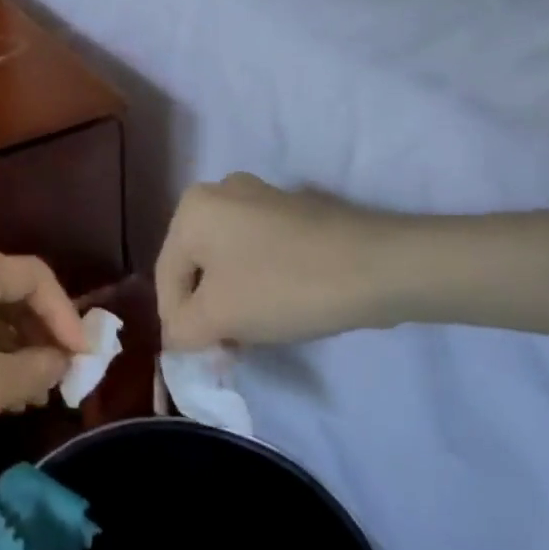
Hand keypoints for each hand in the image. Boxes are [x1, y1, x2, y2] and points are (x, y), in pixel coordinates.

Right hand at [155, 173, 399, 349]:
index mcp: (192, 208)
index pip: (167, 277)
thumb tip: (177, 338)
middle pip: (197, 266)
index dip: (177, 324)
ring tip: (253, 334)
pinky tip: (278, 307)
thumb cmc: (284, 286)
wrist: (381, 266)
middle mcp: (220, 191)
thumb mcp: (218, 317)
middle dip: (205, 310)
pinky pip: (258, 251)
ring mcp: (261, 197)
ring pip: (228, 260)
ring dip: (232, 300)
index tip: (199, 358)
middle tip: (225, 348)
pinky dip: (258, 281)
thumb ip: (181, 331)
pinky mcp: (295, 212)